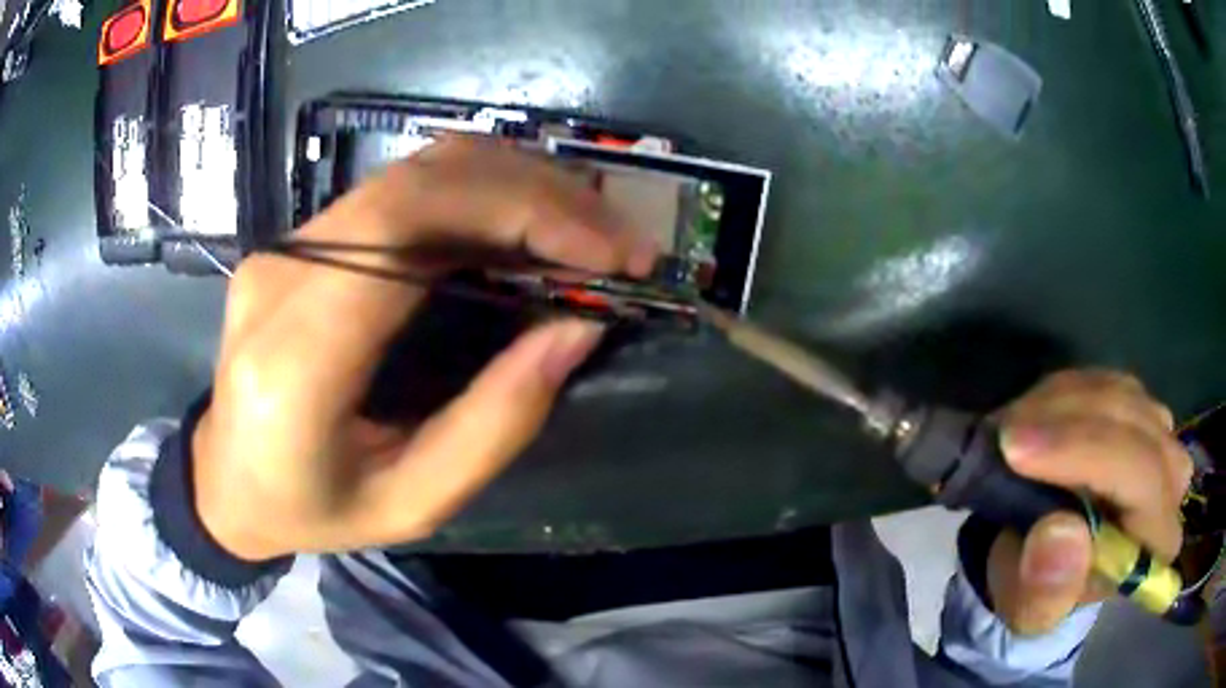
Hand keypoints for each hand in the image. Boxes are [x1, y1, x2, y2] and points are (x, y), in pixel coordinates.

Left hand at [193, 138, 656, 559]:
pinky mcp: (297, 239)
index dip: (517, 212)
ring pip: (413, 170)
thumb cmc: (311, 509)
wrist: (223, 480)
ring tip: (586, 230)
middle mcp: (281, 275)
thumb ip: (495, 423)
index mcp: (295, 359)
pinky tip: (525, 223)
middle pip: (417, 182)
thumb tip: (578, 329)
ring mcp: (283, 245)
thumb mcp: (412, 503)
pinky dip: (478, 193)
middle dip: (536, 193)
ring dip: (515, 184)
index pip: (403, 228)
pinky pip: (398, 191)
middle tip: (618, 239)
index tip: (606, 251)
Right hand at [988, 370, 1192, 633]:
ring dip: (1060, 407)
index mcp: (1156, 541)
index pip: (1143, 477)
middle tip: (1003, 437)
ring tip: (1010, 433)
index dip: (1086, 455)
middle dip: (1067, 425)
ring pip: (1117, 394)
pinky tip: (1032, 419)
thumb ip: (1045, 591)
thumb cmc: (1038, 591)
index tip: (1017, 452)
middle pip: (1134, 424)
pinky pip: (1102, 380)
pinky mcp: (1136, 405)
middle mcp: (1171, 479)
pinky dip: (1062, 394)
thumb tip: (1060, 537)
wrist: (1041, 560)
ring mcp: (1159, 433)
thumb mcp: (1028, 611)